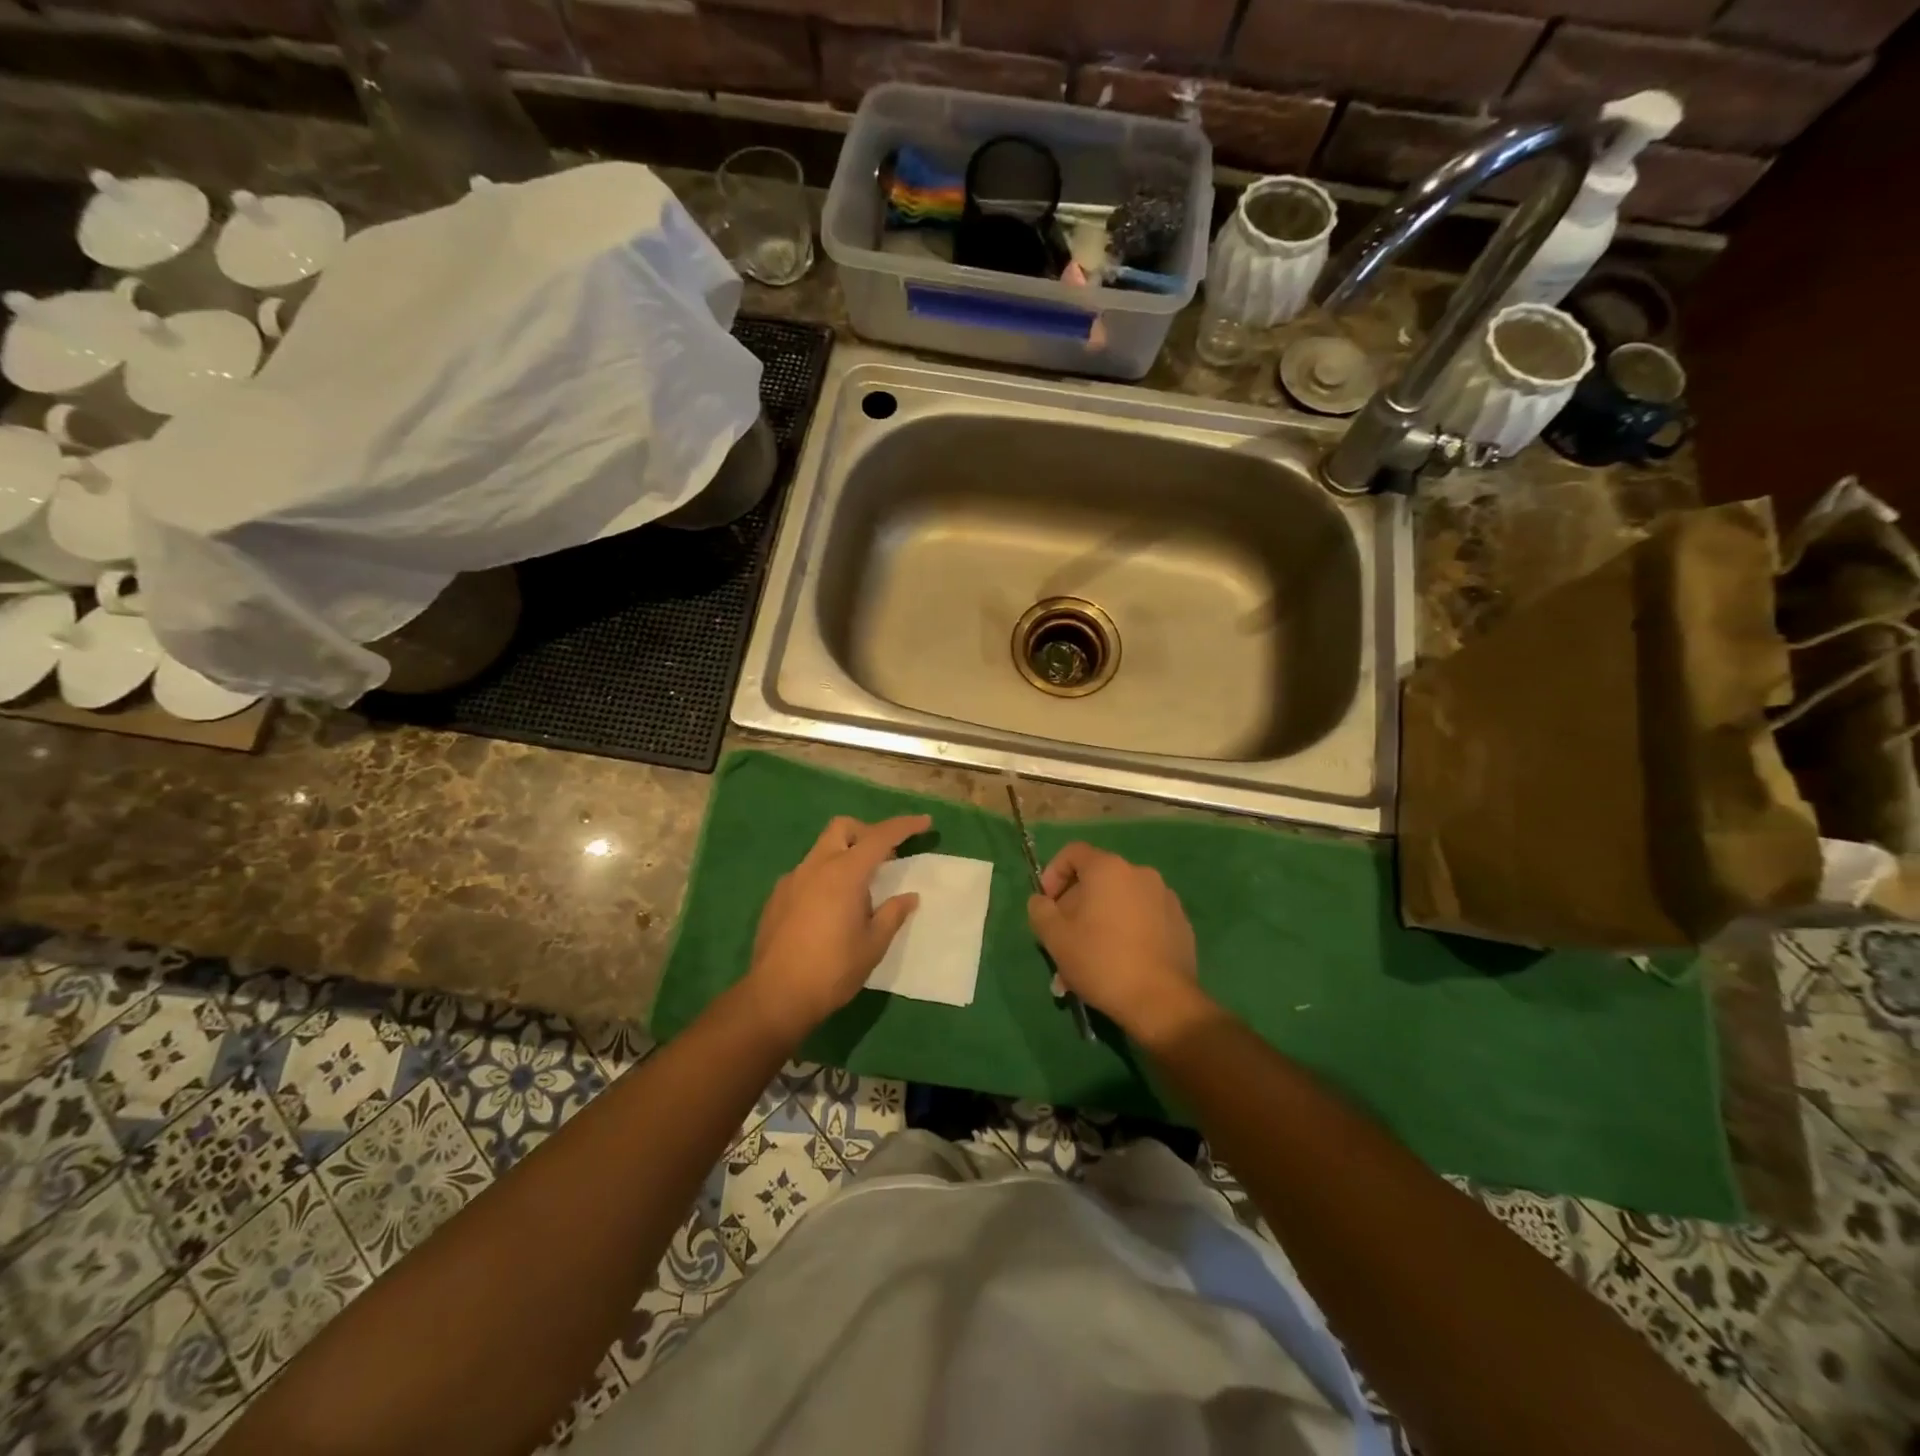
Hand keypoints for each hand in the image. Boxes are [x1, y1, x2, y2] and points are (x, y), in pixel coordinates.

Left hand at [743, 813, 930, 1043]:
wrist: (776, 996)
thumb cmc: (833, 970)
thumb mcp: (873, 944)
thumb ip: (892, 914)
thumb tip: (909, 897)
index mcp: (844, 873)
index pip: (880, 837)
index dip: (905, 826)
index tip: (924, 822)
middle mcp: (816, 866)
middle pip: (842, 828)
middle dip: (866, 832)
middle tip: (885, 857)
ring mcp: (792, 880)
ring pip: (821, 849)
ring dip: (844, 855)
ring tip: (859, 889)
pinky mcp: (777, 897)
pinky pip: (806, 873)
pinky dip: (825, 876)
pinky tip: (830, 908)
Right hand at [1027, 842, 1205, 1040]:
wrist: (1161, 1001)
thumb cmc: (1101, 960)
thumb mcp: (1055, 937)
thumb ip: (1040, 910)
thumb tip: (1042, 901)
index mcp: (1109, 869)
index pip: (1073, 853)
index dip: (1052, 873)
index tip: (1046, 905)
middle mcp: (1140, 873)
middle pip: (1097, 880)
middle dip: (1075, 906)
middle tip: (1064, 940)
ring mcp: (1165, 898)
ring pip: (1119, 902)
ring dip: (1099, 922)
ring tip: (1088, 959)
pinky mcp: (1180, 923)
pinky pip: (1143, 918)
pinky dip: (1126, 931)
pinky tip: (1118, 963)